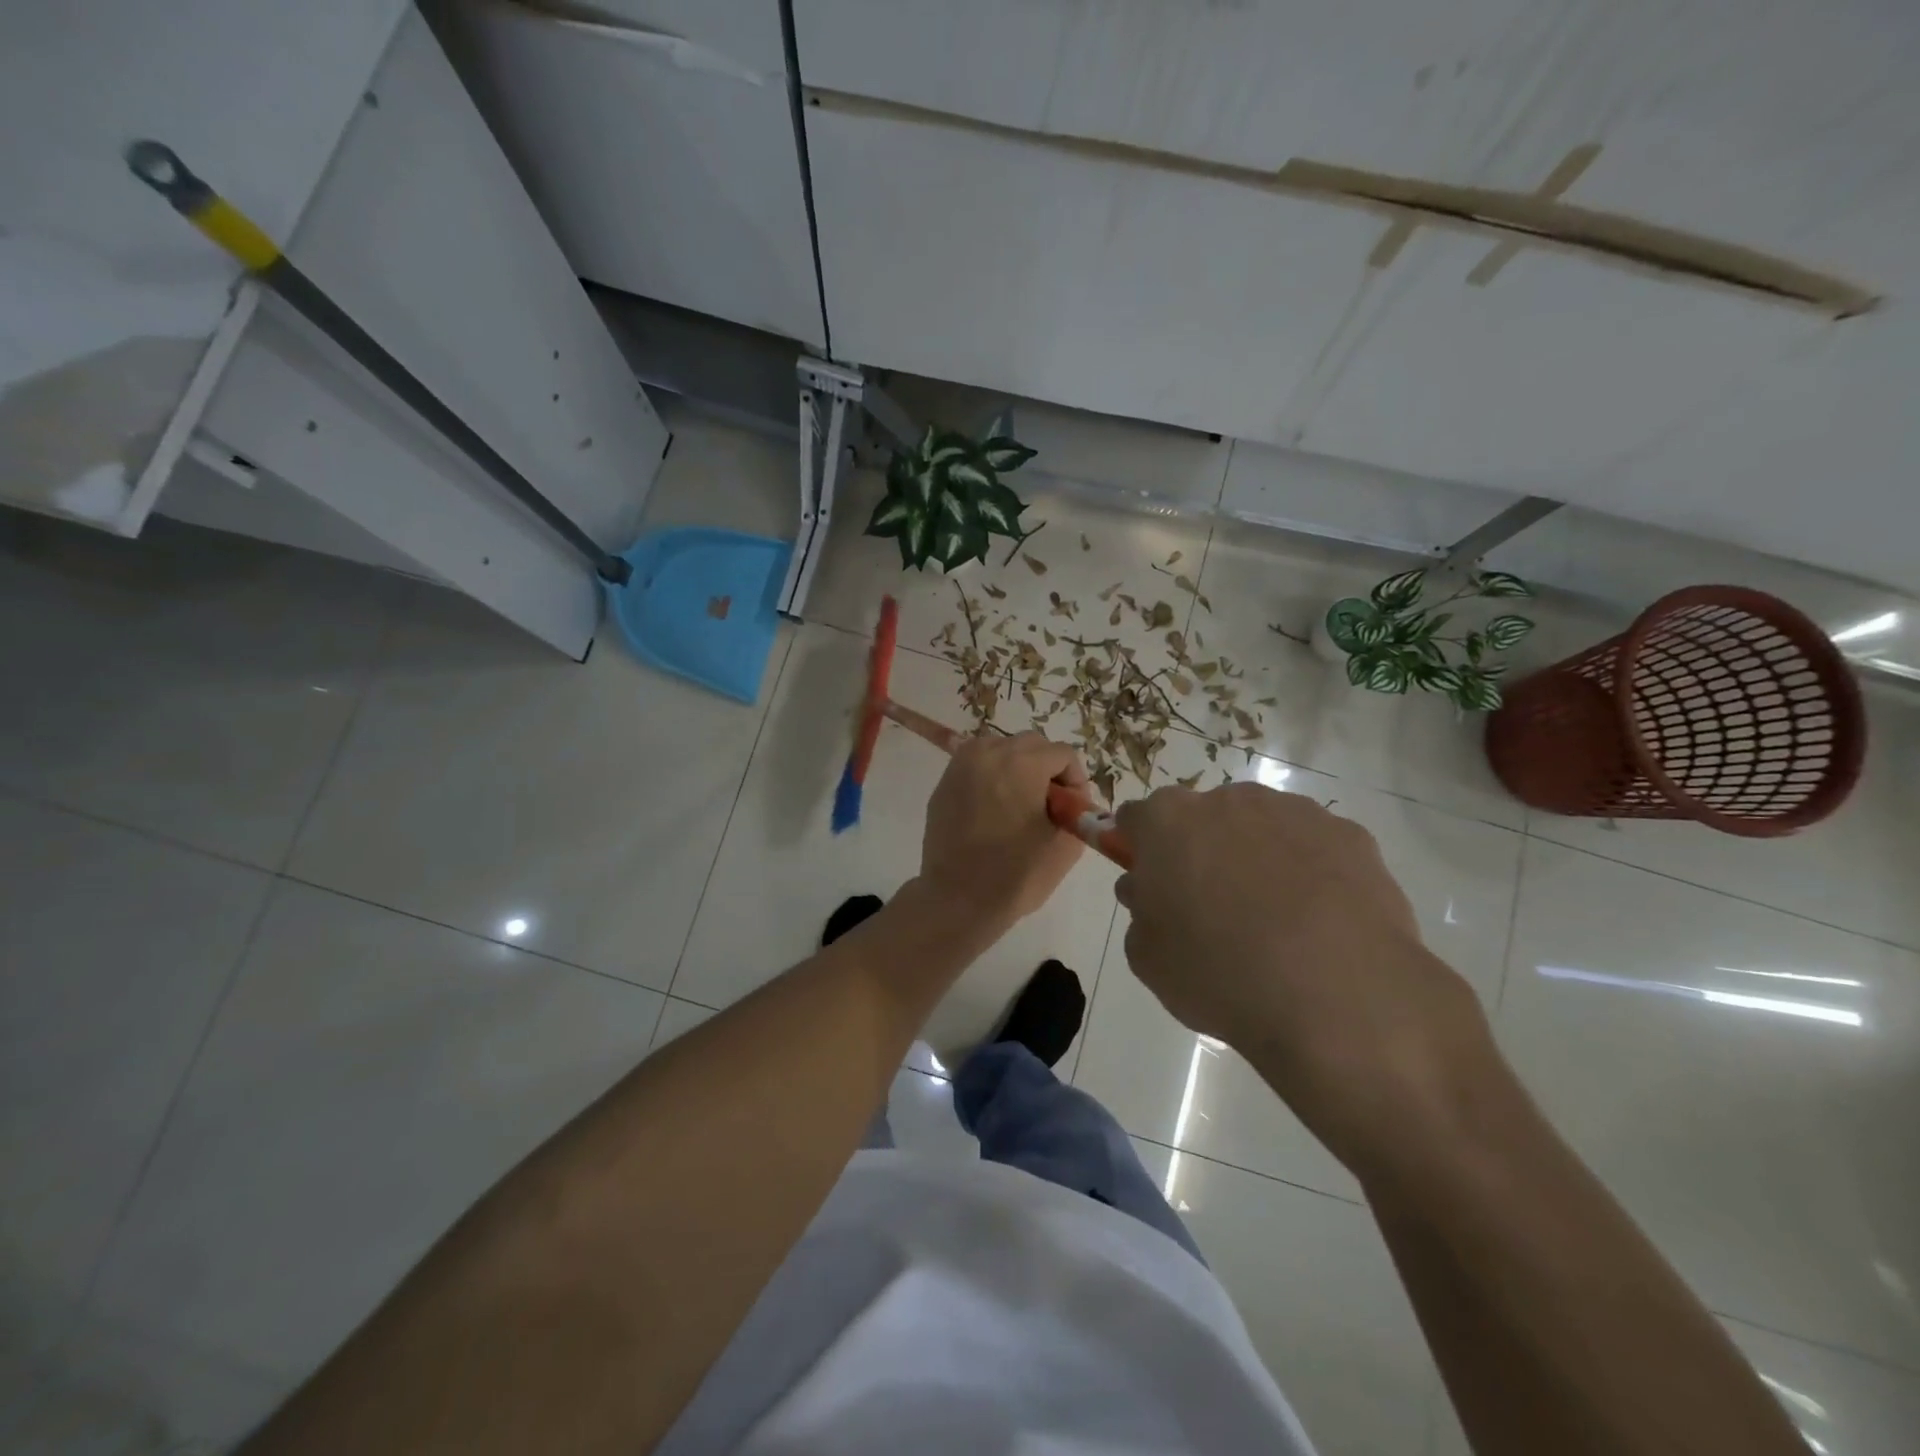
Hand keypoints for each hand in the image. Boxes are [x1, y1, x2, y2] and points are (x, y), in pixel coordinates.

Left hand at [919, 732, 1086, 928]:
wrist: (957, 899)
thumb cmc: (1016, 875)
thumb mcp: (1065, 846)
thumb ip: (1077, 811)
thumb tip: (1071, 801)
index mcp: (1022, 764)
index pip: (1063, 753)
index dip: (1075, 780)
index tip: (1072, 809)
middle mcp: (989, 753)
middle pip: (1031, 744)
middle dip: (1047, 768)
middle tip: (1050, 805)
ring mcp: (961, 765)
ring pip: (1001, 748)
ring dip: (1018, 767)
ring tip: (1020, 804)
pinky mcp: (944, 782)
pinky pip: (977, 765)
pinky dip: (991, 776)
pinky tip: (993, 809)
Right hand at [1113, 783, 1496, 1174]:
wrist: (1337, 996)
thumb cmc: (1219, 973)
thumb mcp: (1148, 958)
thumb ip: (1141, 912)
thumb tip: (1148, 891)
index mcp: (1168, 822)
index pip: (1135, 819)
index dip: (1138, 848)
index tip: (1148, 882)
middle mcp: (1228, 800)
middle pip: (1203, 819)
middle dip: (1201, 851)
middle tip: (1211, 908)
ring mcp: (1294, 812)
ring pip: (1261, 828)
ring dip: (1256, 858)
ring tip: (1276, 923)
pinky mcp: (1349, 835)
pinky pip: (1315, 848)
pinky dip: (1311, 874)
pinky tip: (1321, 924)